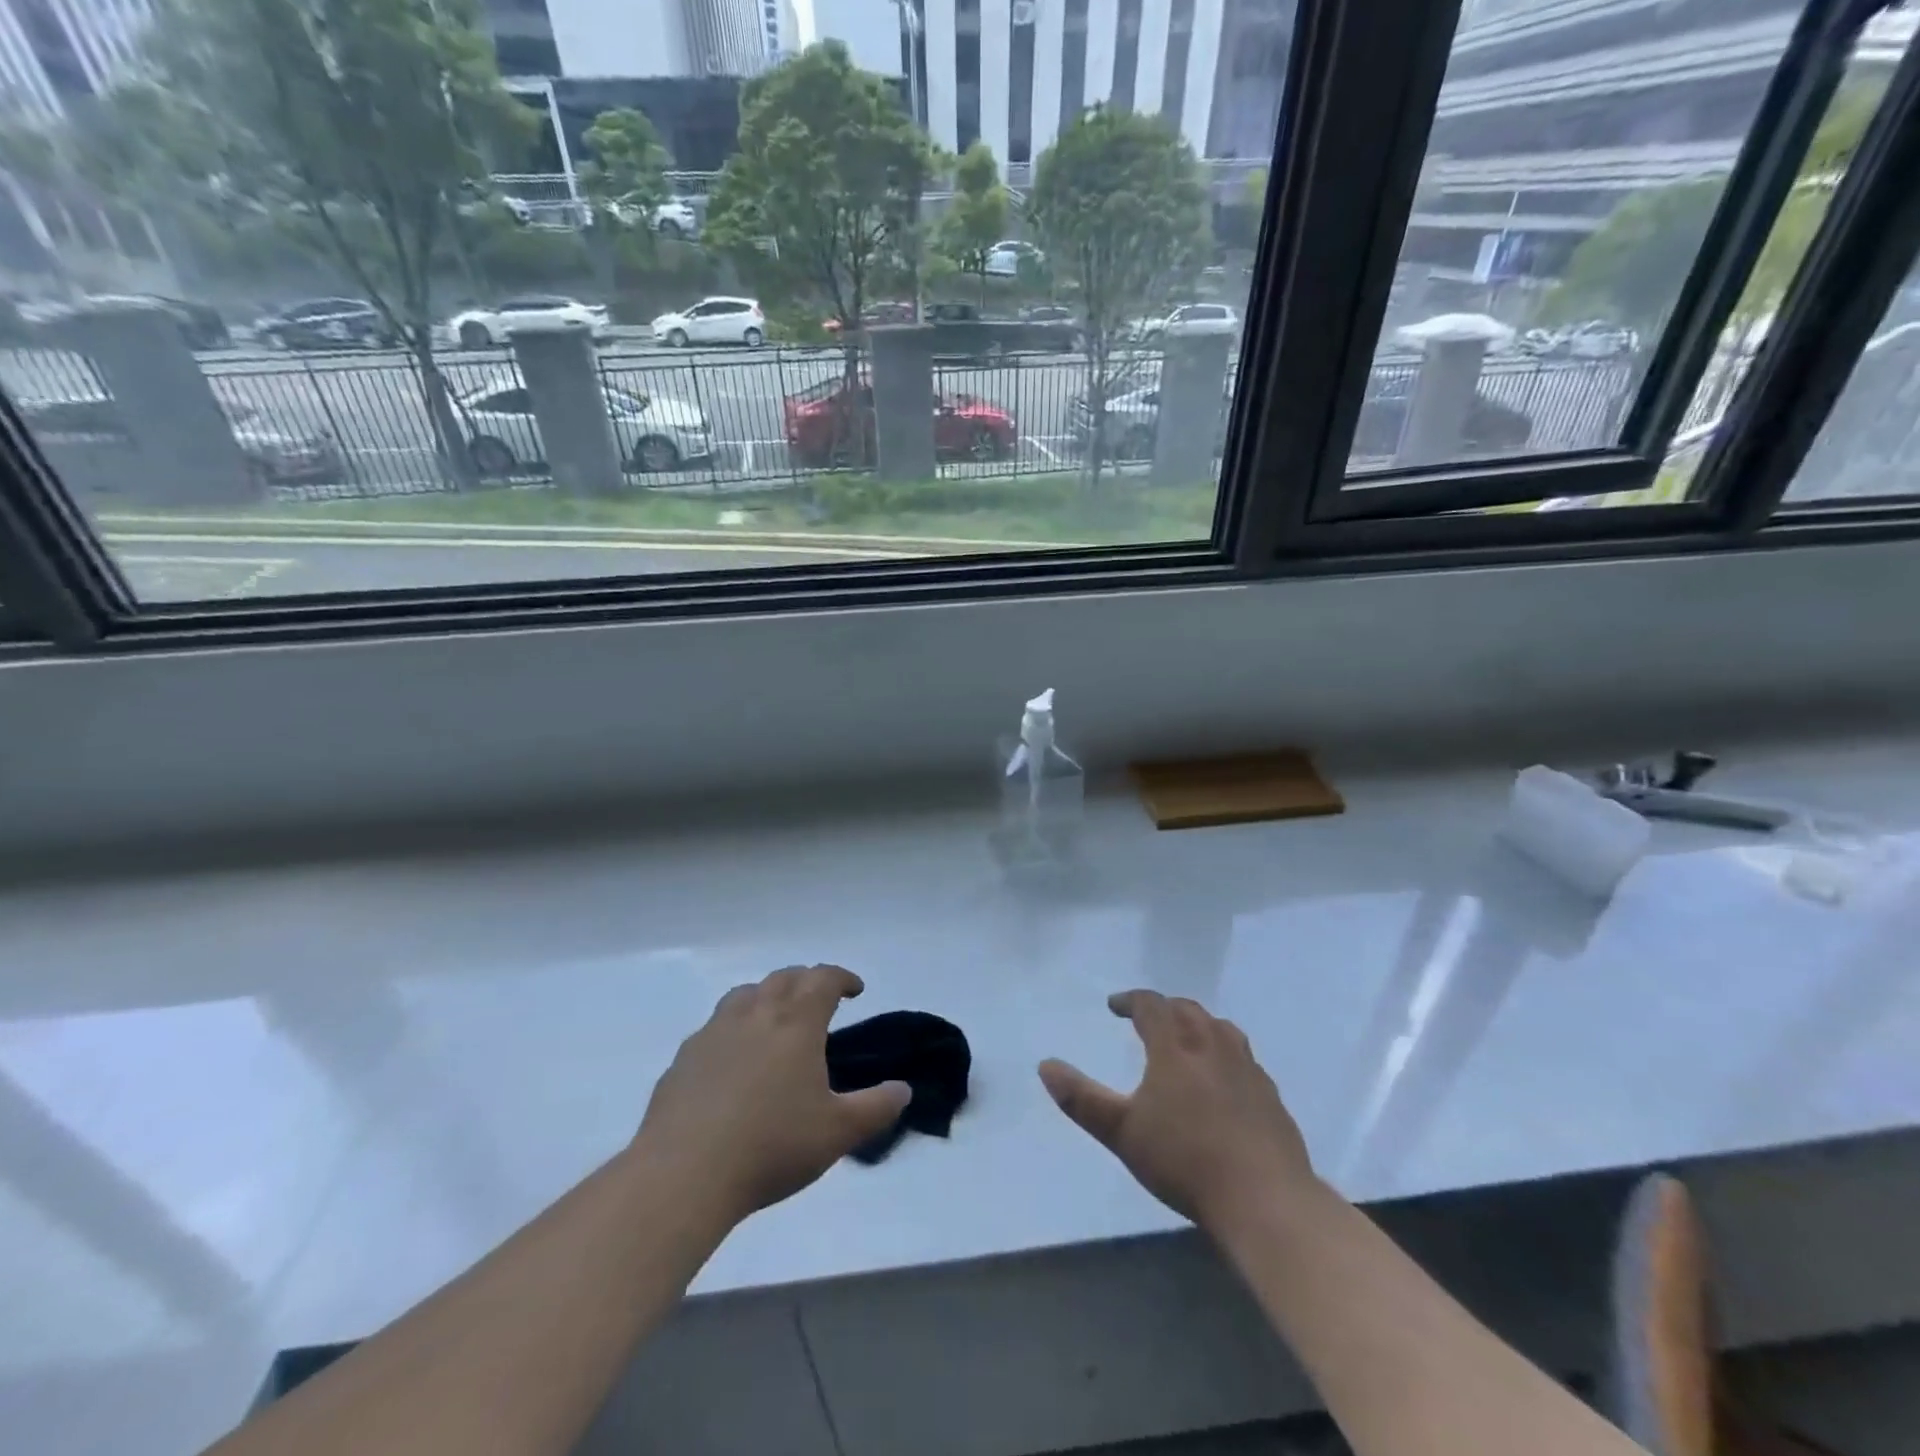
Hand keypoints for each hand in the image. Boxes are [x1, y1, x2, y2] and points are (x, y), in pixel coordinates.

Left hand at [634, 965, 909, 1222]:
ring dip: (767, 996)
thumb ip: (876, 1108)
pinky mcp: (684, 1058)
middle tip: (819, 1000)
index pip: (822, 979)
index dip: (842, 978)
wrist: (683, 1174)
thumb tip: (903, 1089)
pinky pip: (715, 1026)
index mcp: (795, 1022)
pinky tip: (734, 1059)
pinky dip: (734, 1027)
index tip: (855, 990)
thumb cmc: (771, 1146)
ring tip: (775, 1019)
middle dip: (806, 981)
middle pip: (784, 978)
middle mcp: (755, 1014)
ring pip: (745, 994)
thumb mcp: (837, 1133)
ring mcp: (714, 1033)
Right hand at [1039, 990, 1315, 1233]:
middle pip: (1188, 1010)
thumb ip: (1081, 1099)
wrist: (1265, 1199)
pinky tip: (1224, 1079)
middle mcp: (1213, 1046)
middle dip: (1164, 1008)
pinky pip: (1244, 1058)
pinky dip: (1225, 1053)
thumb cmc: (1185, 1160)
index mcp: (1176, 1047)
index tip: (1114, 1006)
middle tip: (1148, 1018)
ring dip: (1198, 1024)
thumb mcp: (1121, 1133)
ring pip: (1221, 1028)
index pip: (1152, 1006)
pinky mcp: (1271, 1096)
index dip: (1131, 1000)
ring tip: (1187, 1038)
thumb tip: (1045, 1066)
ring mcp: (1247, 1069)